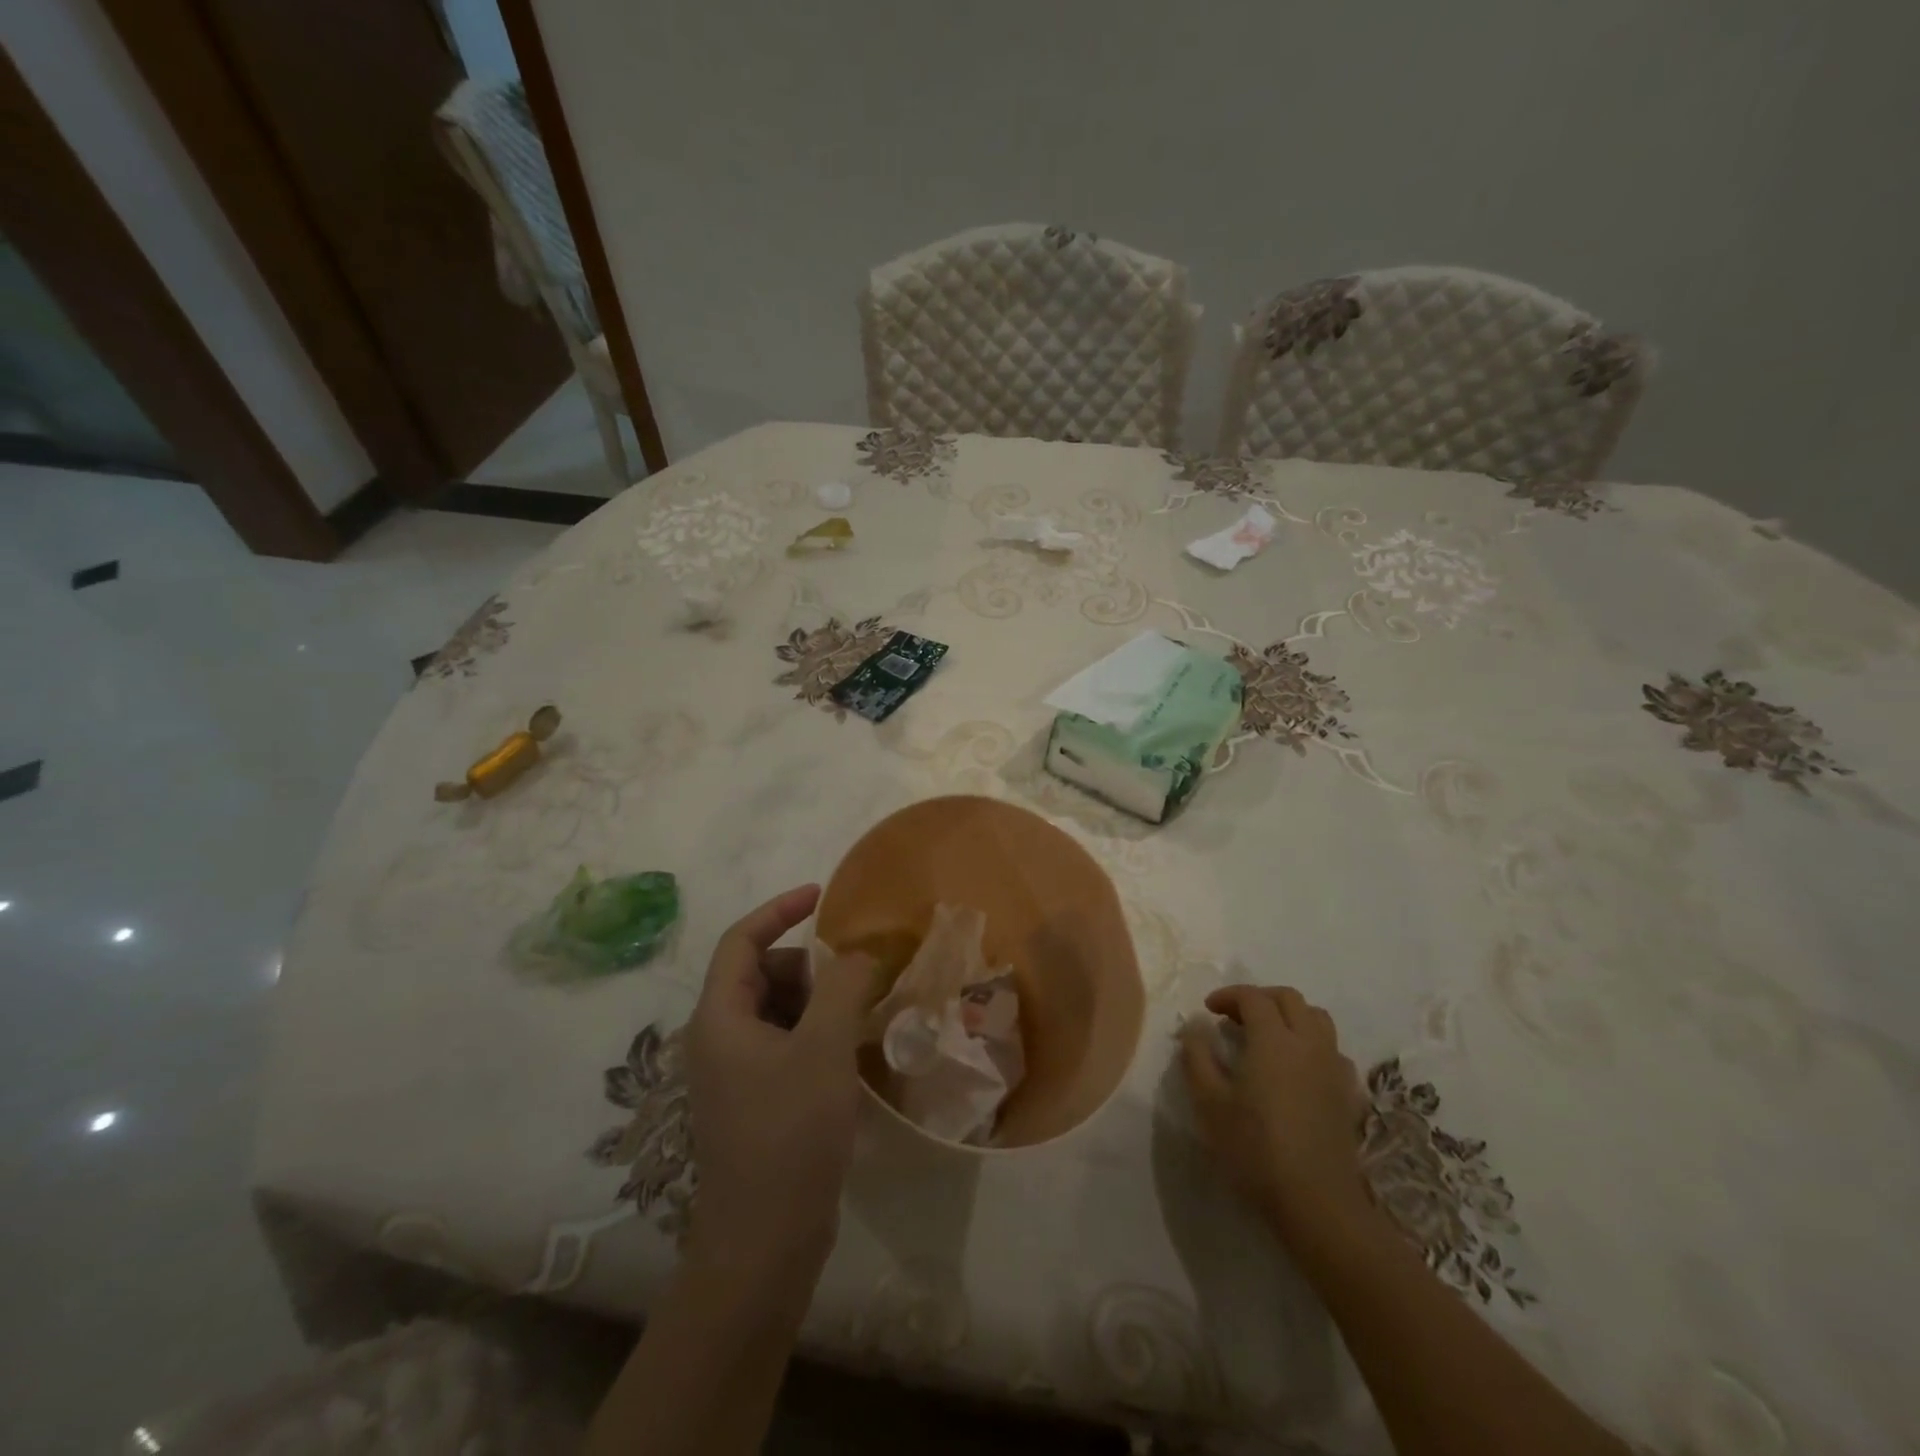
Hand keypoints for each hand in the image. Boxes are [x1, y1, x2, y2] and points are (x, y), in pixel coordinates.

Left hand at [685, 884, 878, 1272]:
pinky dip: (815, 1033)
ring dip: (816, 1001)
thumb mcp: (824, 1048)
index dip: (779, 910)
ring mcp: (734, 1073)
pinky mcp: (755, 1100)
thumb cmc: (789, 1134)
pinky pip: (784, 1043)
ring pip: (776, 1010)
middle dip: (807, 966)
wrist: (764, 1243)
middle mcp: (718, 1038)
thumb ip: (843, 986)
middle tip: (851, 982)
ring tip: (856, 1018)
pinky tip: (847, 1054)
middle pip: (760, 973)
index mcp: (719, 1017)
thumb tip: (858, 953)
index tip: (821, 896)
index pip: (740, 940)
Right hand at [1180, 984, 1370, 1239]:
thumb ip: (1197, 1056)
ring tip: (1267, 1036)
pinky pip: (1332, 1050)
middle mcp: (1308, 1043)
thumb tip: (1195, 1026)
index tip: (1208, 1010)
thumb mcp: (1209, 1102)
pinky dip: (1311, 1044)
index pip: (1252, 997)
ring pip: (1317, 1019)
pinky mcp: (1348, 1093)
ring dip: (1290, 1016)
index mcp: (1273, 1039)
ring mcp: (1333, 1067)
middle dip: (1259, 998)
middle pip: (1289, 998)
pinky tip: (1296, 1069)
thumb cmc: (1254, 1148)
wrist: (1316, 1202)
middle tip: (1235, 1017)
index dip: (1228, 995)